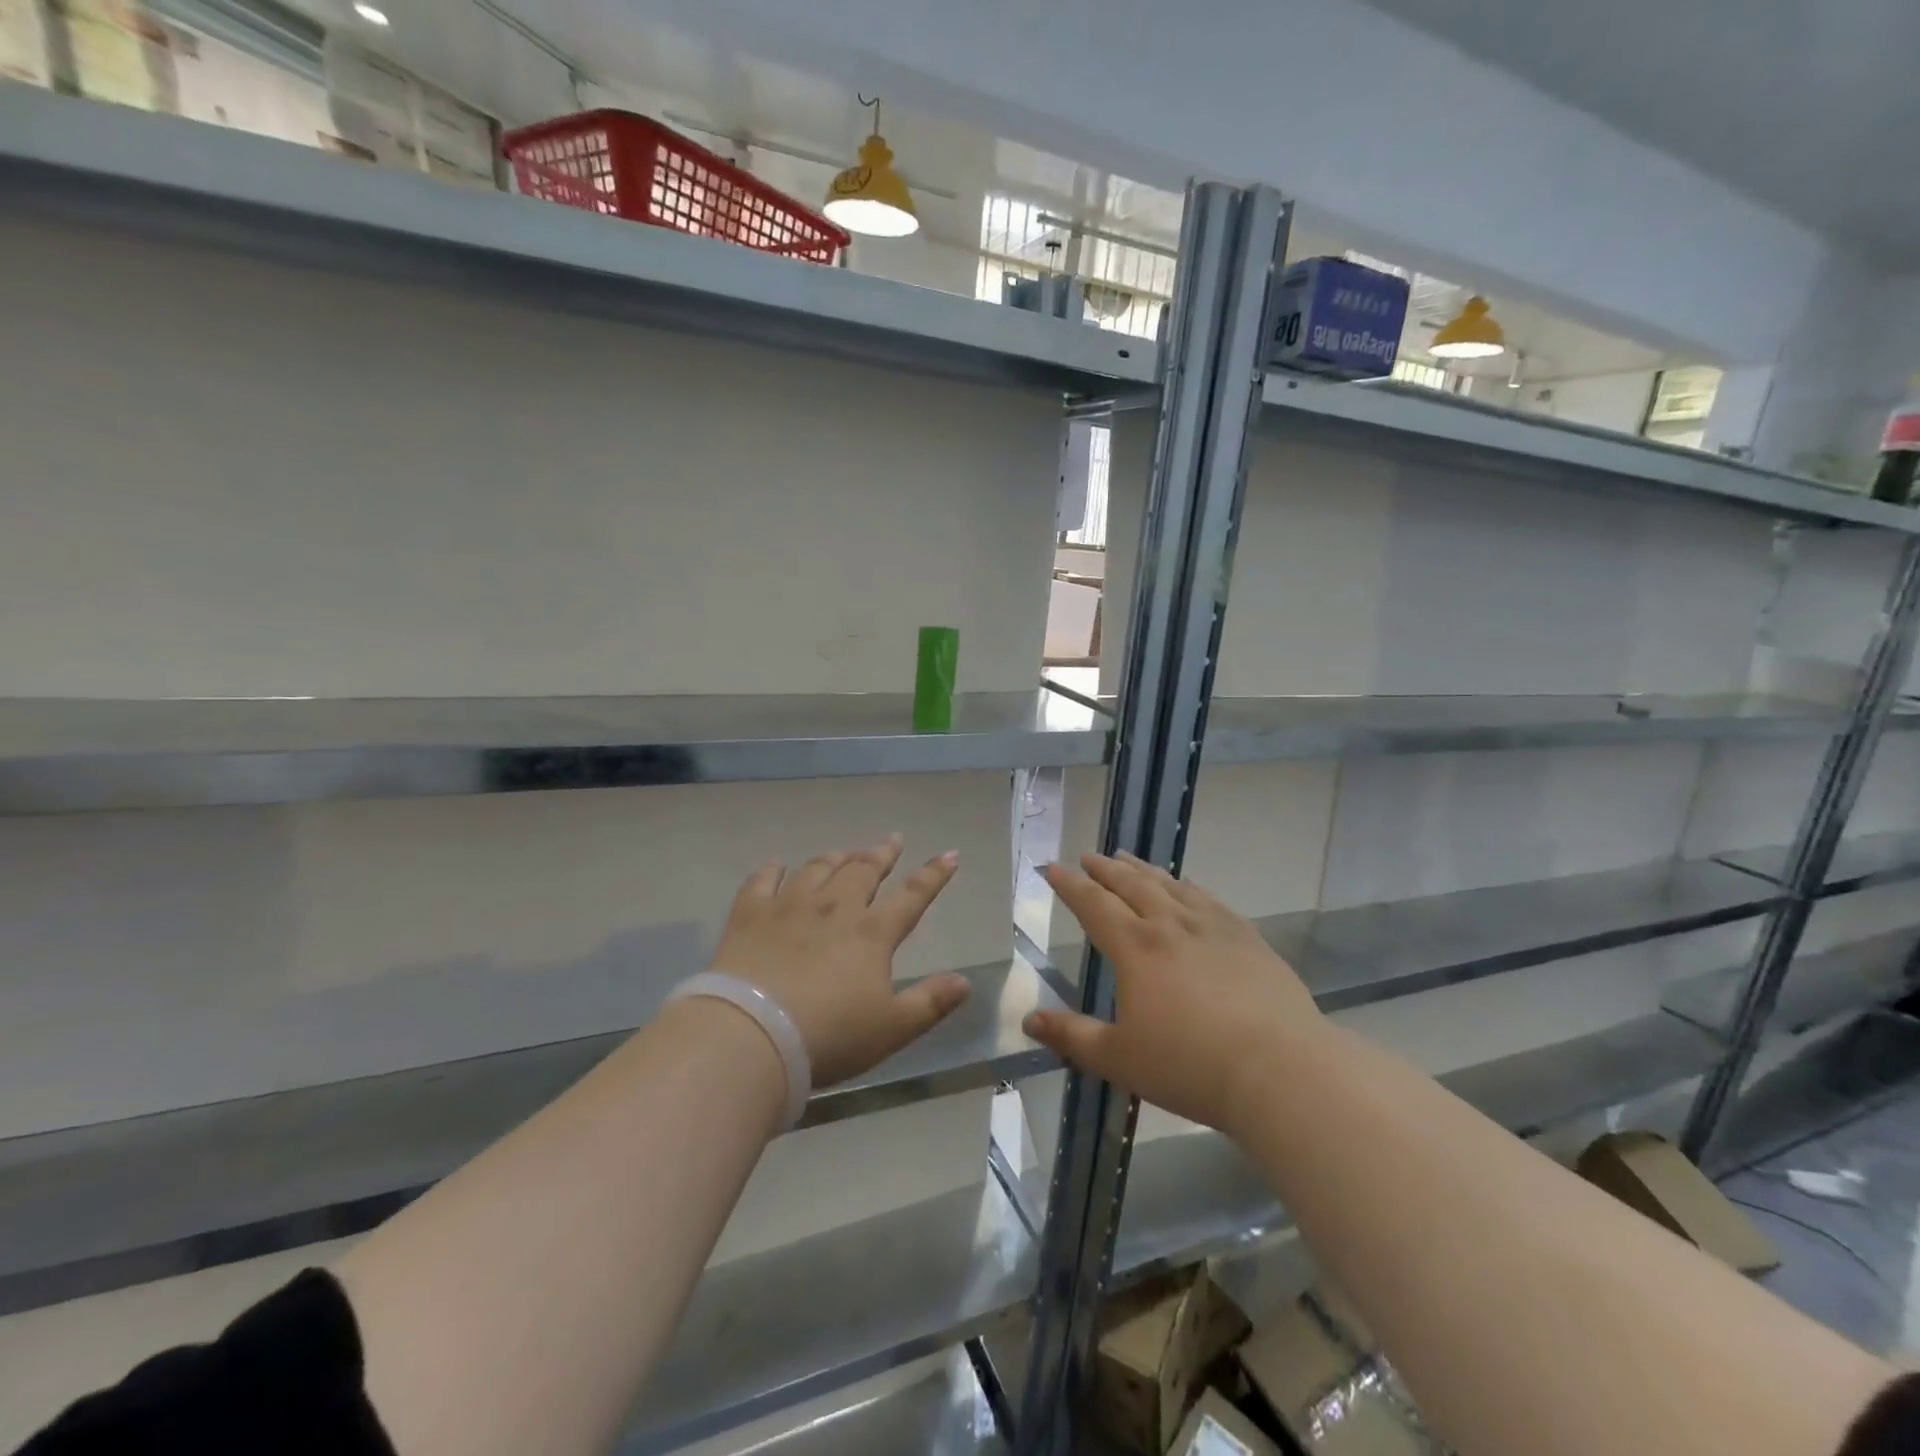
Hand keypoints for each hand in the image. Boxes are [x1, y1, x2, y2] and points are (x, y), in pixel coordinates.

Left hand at [710, 836, 970, 1087]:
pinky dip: (772, 869)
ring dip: (835, 858)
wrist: (752, 1036)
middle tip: (892, 840)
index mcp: (872, 933)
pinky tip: (776, 864)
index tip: (949, 855)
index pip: (912, 896)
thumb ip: (930, 1003)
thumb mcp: (891, 1029)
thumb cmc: (829, 1036)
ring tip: (844, 852)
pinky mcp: (750, 915)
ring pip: (817, 869)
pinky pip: (762, 881)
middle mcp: (834, 908)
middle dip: (882, 854)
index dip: (934, 875)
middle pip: (863, 870)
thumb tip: (965, 982)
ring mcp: (789, 907)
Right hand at [1022, 852, 1322, 1136]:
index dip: (1070, 885)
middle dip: (1105, 869)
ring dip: (1144, 870)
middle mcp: (1171, 925)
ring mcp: (1213, 927)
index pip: (1094, 905)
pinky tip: (1187, 886)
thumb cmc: (1190, 1066)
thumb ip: (1072, 1036)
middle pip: (1131, 885)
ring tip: (1128, 858)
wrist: (1280, 1070)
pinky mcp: (1247, 938)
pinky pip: (1209, 899)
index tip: (1053, 868)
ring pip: (1170, 886)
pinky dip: (1188, 886)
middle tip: (1089, 856)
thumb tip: (1029, 1020)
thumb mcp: (1119, 1058)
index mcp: (1136, 948)